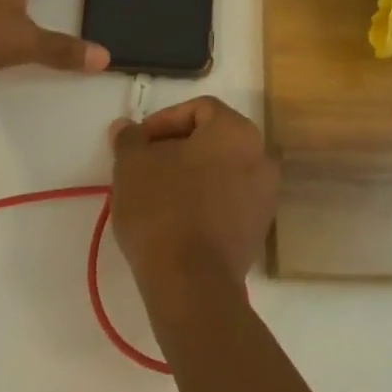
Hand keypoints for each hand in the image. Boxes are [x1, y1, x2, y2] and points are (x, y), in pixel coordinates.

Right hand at [109, 97, 278, 301]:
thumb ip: (130, 138)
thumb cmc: (162, 209)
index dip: (164, 120)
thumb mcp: (132, 165)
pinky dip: (205, 199)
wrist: (192, 283)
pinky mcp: (259, 228)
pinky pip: (229, 199)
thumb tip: (126, 127)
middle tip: (144, 165)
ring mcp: (265, 193)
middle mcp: (261, 155)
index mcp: (236, 130)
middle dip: (176, 147)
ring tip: (156, 193)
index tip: (138, 143)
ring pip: (221, 169)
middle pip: (213, 138)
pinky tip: (176, 218)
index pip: (199, 109)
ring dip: (190, 173)